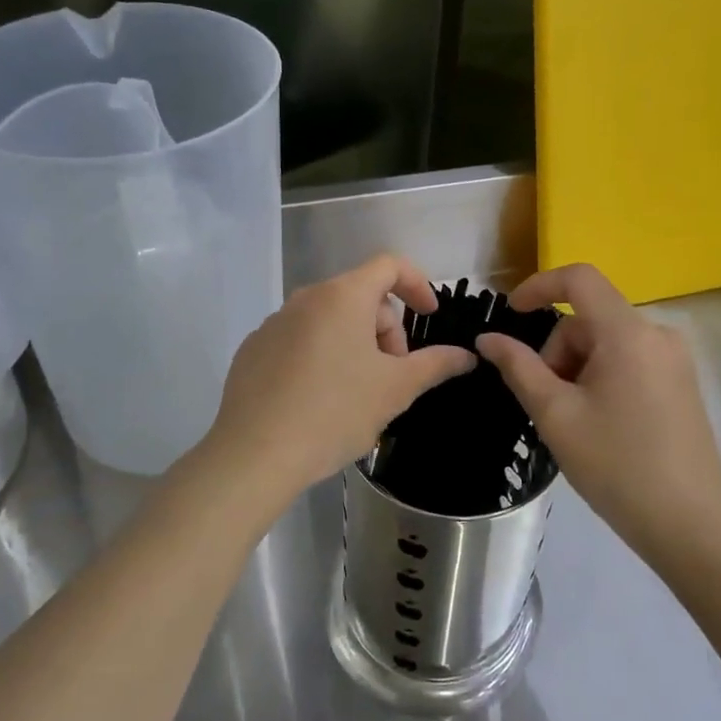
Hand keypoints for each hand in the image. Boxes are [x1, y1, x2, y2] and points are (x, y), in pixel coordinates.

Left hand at [195, 254, 475, 513]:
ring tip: (357, 392)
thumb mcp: (395, 389)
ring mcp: (274, 323)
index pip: (389, 265)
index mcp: (343, 296)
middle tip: (393, 375)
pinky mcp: (254, 349)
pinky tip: (319, 400)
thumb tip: (466, 355)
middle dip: (386, 329)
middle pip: (360, 296)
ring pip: (329, 319)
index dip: (417, 284)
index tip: (429, 316)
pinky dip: (320, 356)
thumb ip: (435, 364)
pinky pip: (299, 339)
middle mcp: (305, 298)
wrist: (255, 454)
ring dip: (354, 344)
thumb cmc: (335, 412)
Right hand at [474, 264, 720, 569]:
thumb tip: (488, 338)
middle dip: (558, 351)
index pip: (579, 279)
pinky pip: (629, 359)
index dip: (538, 286)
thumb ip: (519, 367)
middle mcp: (657, 334)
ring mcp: (674, 358)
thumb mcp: (556, 415)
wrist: (690, 525)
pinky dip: (602, 376)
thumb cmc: (616, 466)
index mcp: (628, 333)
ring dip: (578, 368)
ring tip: (575, 421)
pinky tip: (601, 423)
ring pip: (606, 342)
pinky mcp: (681, 381)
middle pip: (589, 319)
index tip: (510, 314)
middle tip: (548, 403)